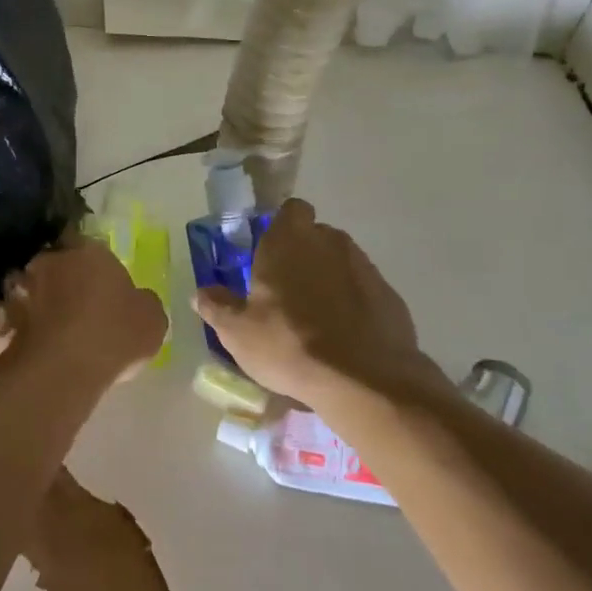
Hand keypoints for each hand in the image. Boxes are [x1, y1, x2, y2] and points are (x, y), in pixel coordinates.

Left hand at [0, 234, 167, 387]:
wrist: (60, 370)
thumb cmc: (114, 336)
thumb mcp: (152, 319)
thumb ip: (142, 302)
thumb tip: (136, 301)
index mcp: (86, 252)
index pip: (80, 238)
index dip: (85, 257)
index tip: (92, 276)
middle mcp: (46, 262)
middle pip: (47, 262)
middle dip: (53, 277)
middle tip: (67, 302)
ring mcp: (15, 290)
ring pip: (17, 284)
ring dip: (25, 297)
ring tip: (37, 321)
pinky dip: (1, 322)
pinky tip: (12, 337)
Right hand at [191, 198, 447, 406]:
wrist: (364, 379)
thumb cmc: (288, 344)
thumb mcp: (237, 332)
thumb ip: (217, 306)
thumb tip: (202, 292)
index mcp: (288, 241)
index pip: (290, 210)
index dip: (281, 227)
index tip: (268, 254)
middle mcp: (329, 242)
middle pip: (315, 236)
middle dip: (302, 255)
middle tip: (285, 291)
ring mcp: (364, 267)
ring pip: (340, 262)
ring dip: (328, 279)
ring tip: (314, 318)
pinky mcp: (390, 295)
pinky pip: (363, 290)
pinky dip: (353, 304)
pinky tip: (343, 336)